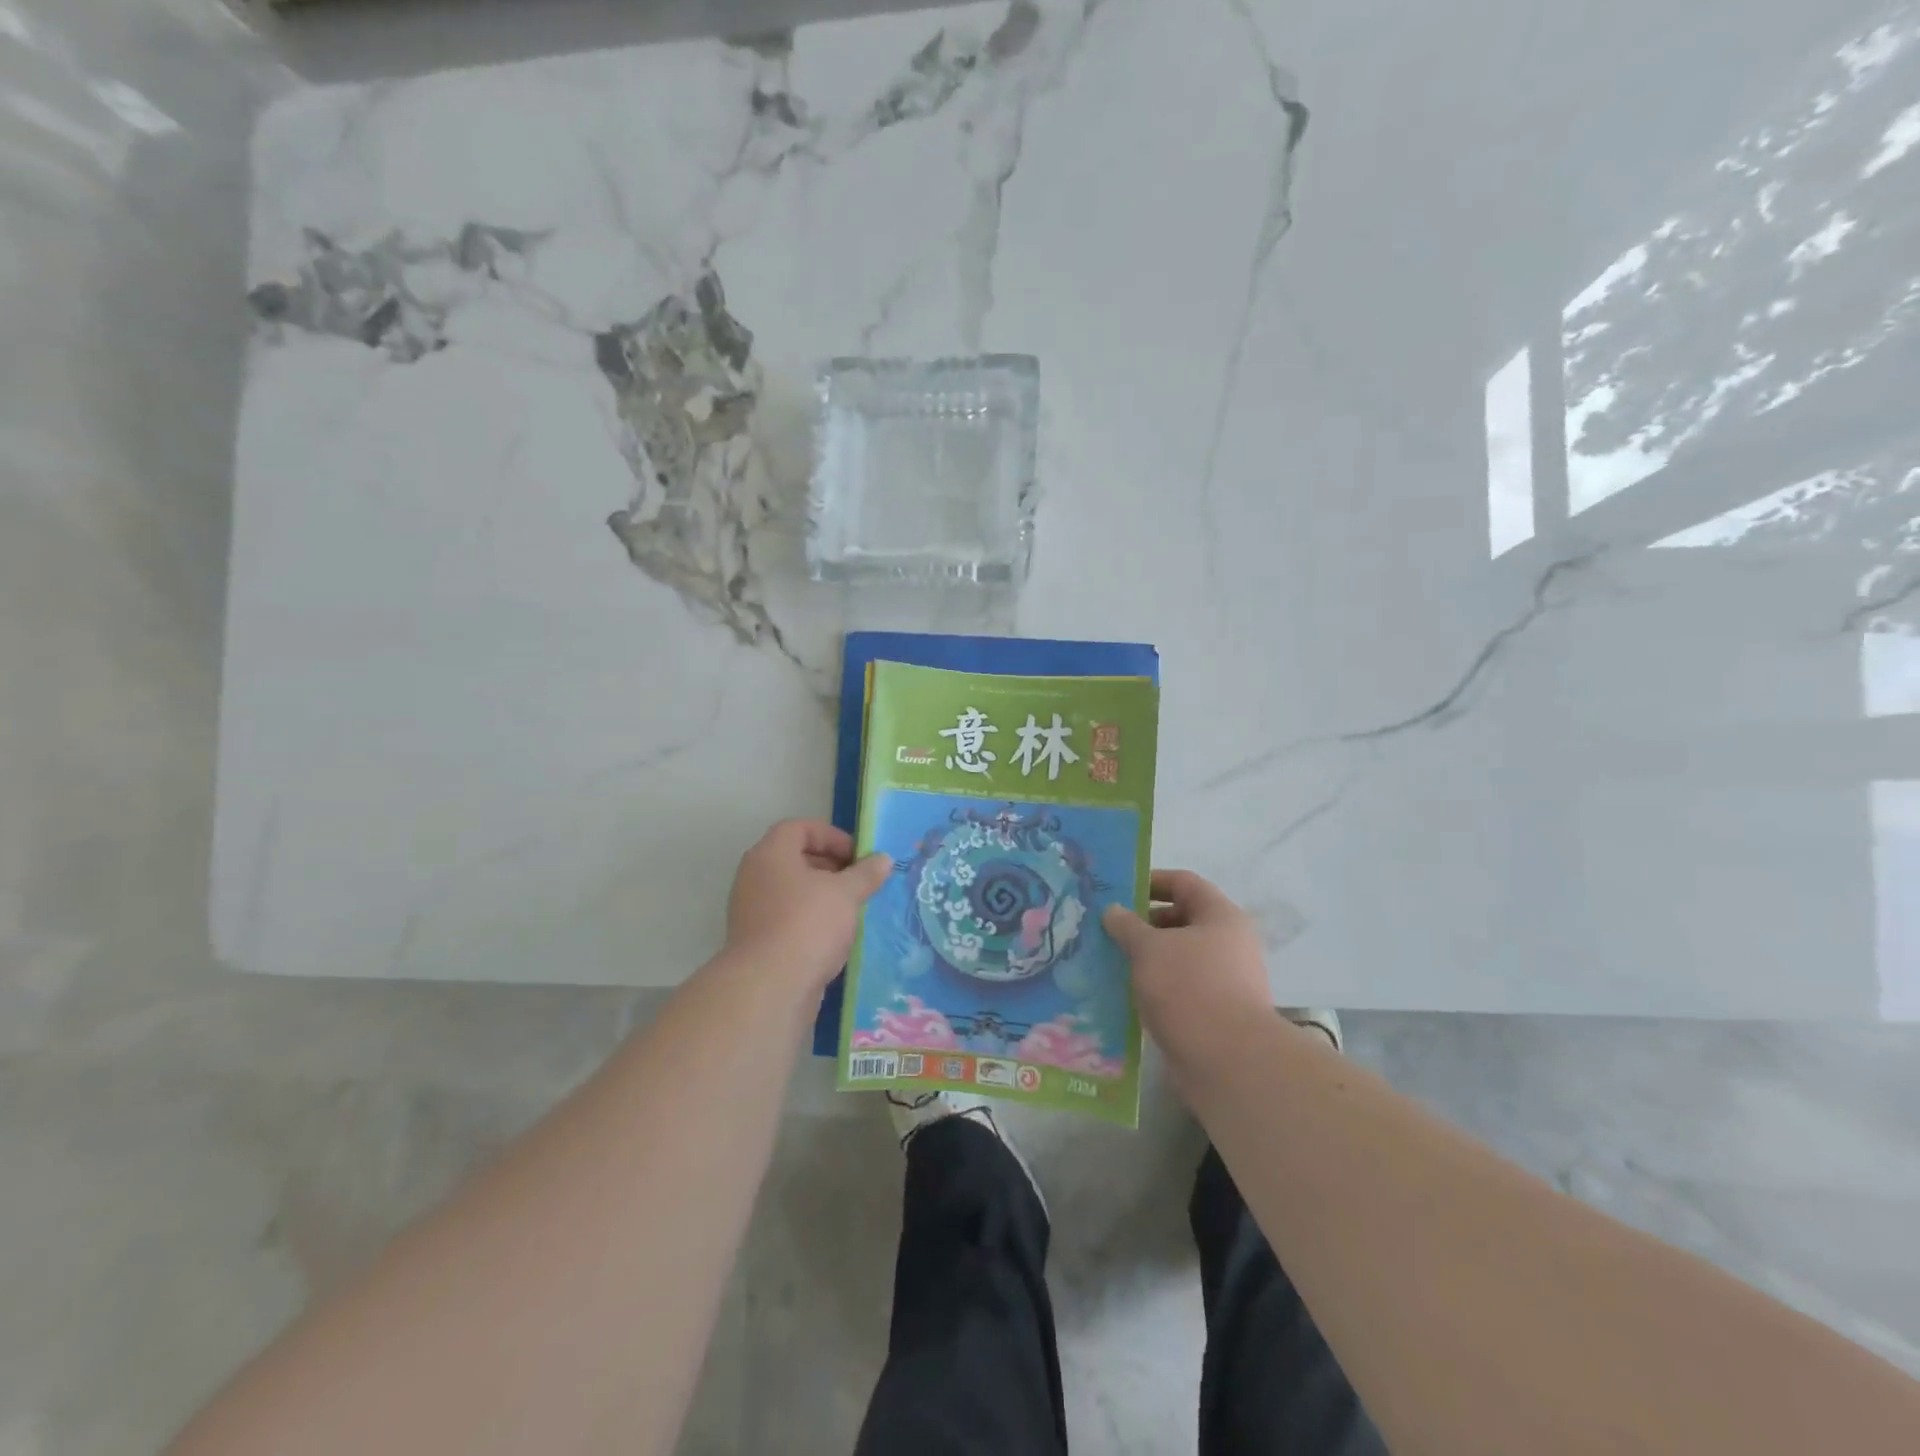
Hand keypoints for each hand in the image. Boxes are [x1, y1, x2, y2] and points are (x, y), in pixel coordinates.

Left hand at [724, 819, 891, 989]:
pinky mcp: (757, 940)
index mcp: (770, 854)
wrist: (769, 987)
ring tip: (852, 909)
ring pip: (792, 891)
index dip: (831, 836)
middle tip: (859, 881)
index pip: (799, 828)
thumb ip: (865, 873)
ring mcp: (752, 910)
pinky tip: (836, 937)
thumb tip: (883, 859)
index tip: (858, 856)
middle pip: (795, 858)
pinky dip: (811, 920)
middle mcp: (755, 876)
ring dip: (823, 896)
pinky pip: (788, 918)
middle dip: (831, 866)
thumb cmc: (808, 924)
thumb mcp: (845, 894)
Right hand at [1103, 869, 1271, 1067]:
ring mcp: (1225, 979)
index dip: (1150, 881)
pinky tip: (1127, 993)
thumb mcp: (1149, 948)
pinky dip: (1156, 985)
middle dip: (1143, 923)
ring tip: (1110, 961)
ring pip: (1179, 956)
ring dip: (1147, 957)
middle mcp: (1229, 943)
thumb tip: (1113, 910)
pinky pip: (1180, 986)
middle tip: (1107, 929)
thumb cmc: (1189, 988)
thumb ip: (1127, 925)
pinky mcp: (1216, 1012)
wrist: (1229, 1062)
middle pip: (1182, 919)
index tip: (1118, 891)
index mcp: (1220, 916)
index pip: (1184, 883)